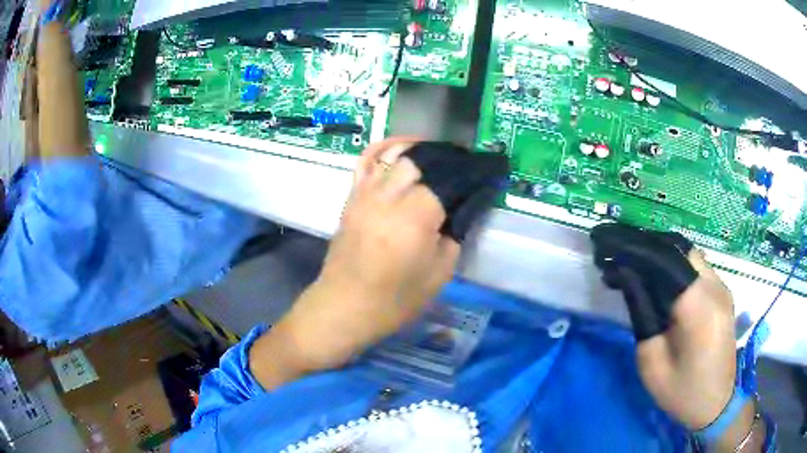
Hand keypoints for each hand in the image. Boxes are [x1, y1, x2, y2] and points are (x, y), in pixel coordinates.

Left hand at [263, 138, 460, 374]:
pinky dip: (384, 148)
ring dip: (419, 150)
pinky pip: (365, 161)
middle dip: (444, 161)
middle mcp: (388, 196)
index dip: (467, 176)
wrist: (345, 306)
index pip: (448, 181)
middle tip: (462, 171)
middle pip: (421, 161)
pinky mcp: (352, 198)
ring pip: (393, 154)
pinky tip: (401, 147)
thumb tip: (458, 211)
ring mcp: (365, 193)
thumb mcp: (440, 274)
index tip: (483, 175)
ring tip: (438, 155)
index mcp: (415, 216)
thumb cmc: (395, 300)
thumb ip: (454, 236)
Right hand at [591, 224, 735, 429]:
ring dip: (662, 253)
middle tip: (619, 252)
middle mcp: (715, 287)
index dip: (633, 248)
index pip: (664, 260)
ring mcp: (722, 287)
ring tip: (636, 262)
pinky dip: (675, 263)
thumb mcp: (652, 362)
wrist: (717, 403)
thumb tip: (629, 278)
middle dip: (647, 245)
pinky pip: (697, 266)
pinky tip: (660, 277)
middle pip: (678, 248)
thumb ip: (642, 315)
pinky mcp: (723, 292)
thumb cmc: (681, 392)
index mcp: (698, 307)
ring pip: (688, 253)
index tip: (607, 244)